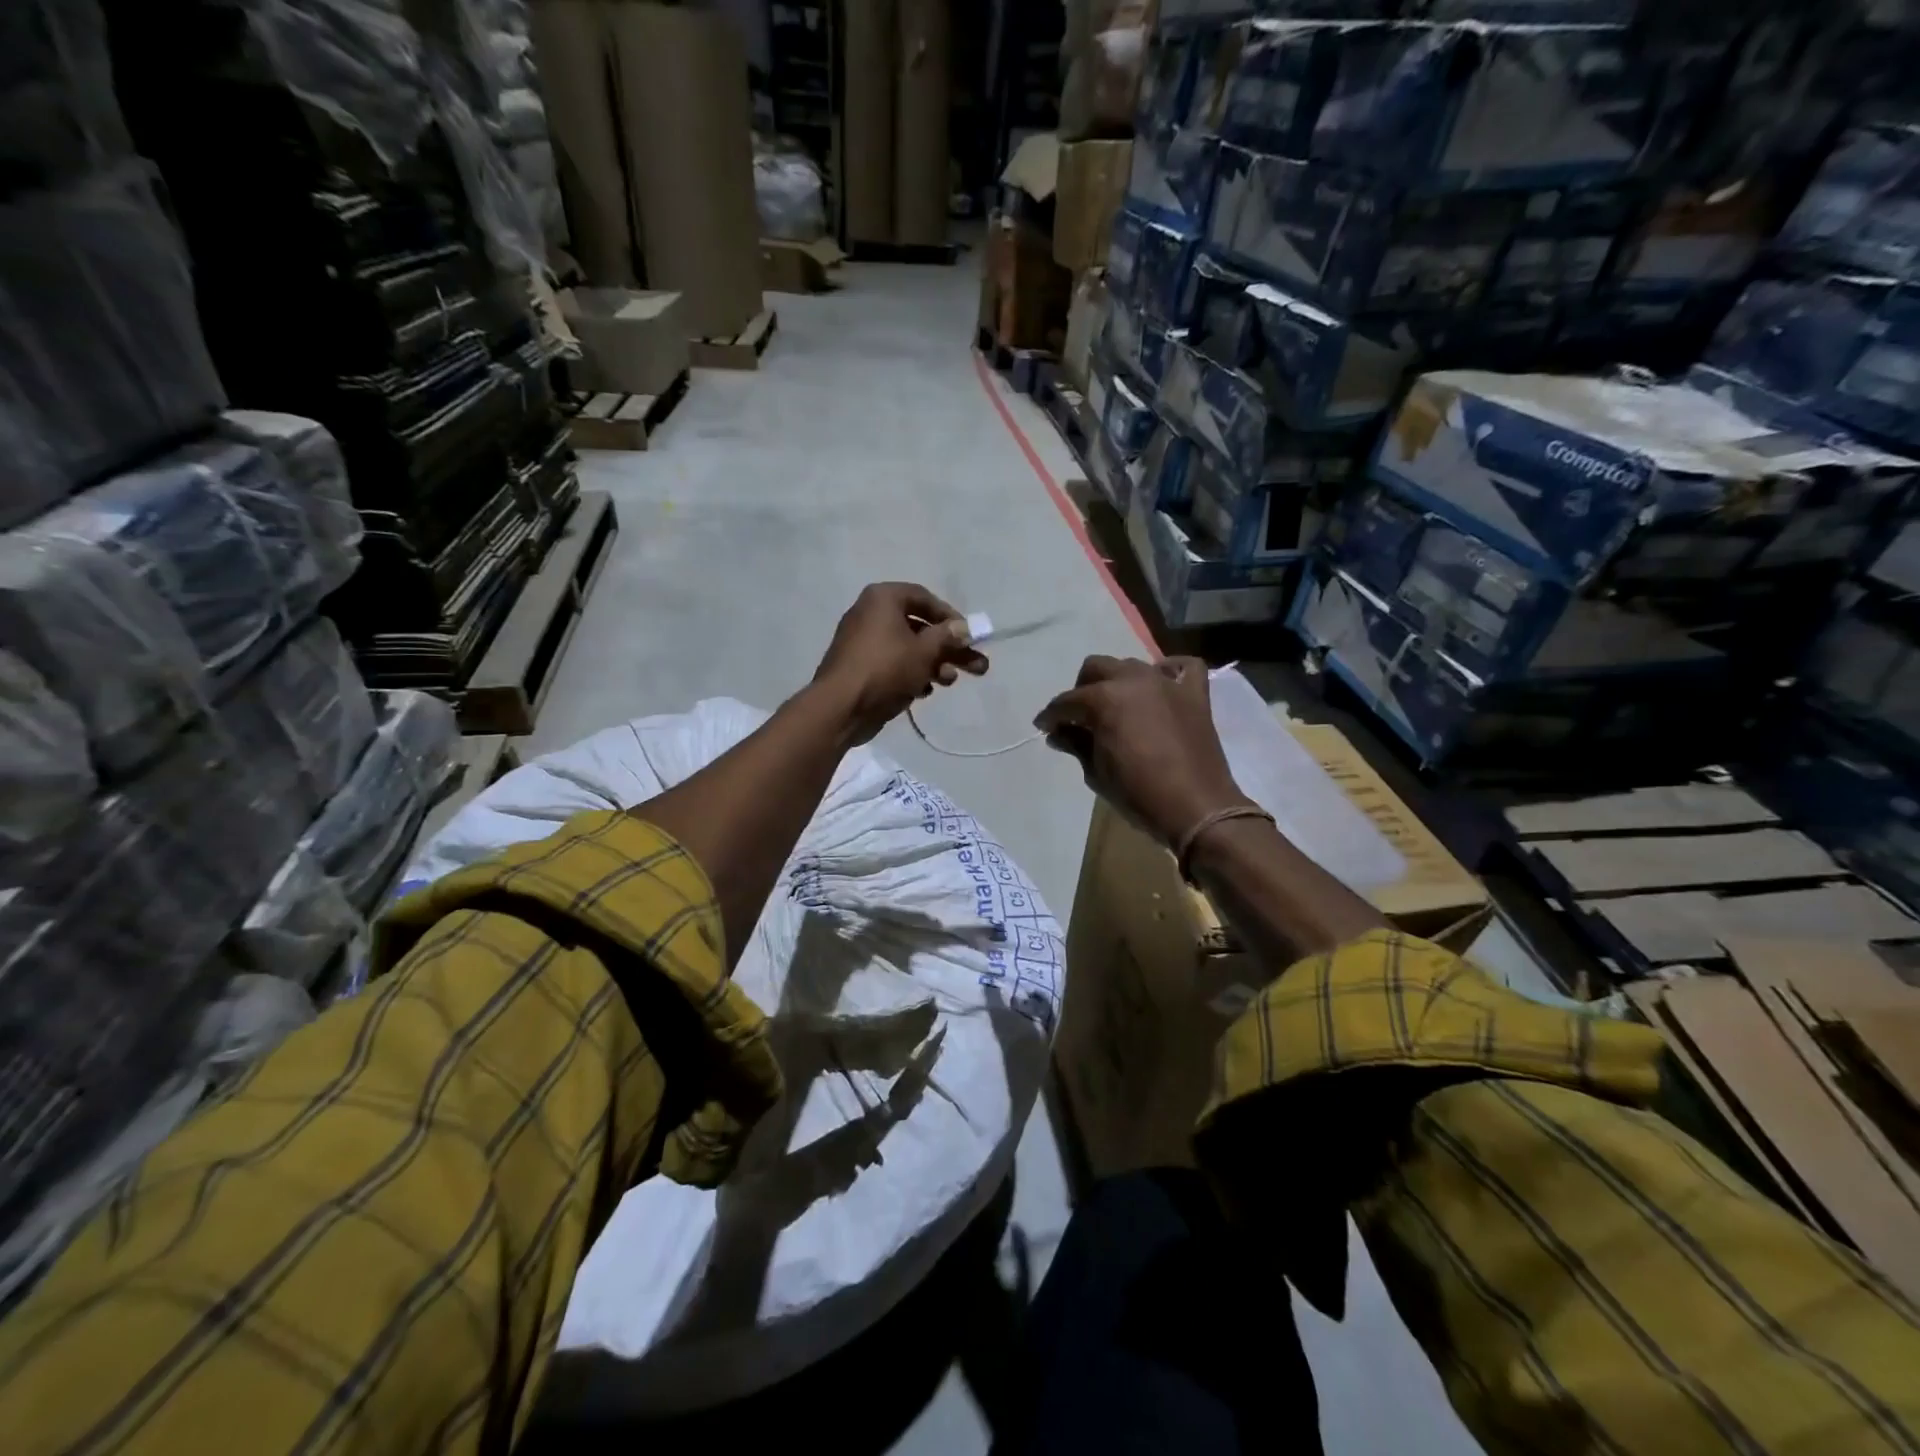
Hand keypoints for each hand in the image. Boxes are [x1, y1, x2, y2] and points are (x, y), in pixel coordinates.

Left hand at [812, 582, 988, 744]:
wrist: (841, 708)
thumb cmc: (886, 669)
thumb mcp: (924, 651)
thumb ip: (947, 637)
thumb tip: (963, 628)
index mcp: (883, 599)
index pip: (924, 598)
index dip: (950, 616)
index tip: (968, 635)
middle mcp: (870, 614)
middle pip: (919, 627)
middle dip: (949, 648)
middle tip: (977, 666)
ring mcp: (863, 642)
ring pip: (907, 648)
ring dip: (933, 664)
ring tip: (950, 682)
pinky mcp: (860, 667)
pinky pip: (892, 664)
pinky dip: (910, 674)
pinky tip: (924, 692)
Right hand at [1034, 655, 1250, 846]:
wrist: (1196, 808)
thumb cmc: (1138, 794)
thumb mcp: (1096, 773)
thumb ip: (1075, 745)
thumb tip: (1057, 733)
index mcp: (1104, 699)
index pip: (1067, 702)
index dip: (1052, 716)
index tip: (1045, 727)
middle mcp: (1133, 680)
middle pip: (1096, 668)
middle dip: (1081, 690)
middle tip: (1079, 717)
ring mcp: (1166, 683)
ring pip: (1131, 665)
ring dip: (1117, 682)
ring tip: (1116, 708)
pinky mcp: (1194, 694)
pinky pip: (1182, 667)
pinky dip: (1167, 672)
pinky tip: (1159, 688)